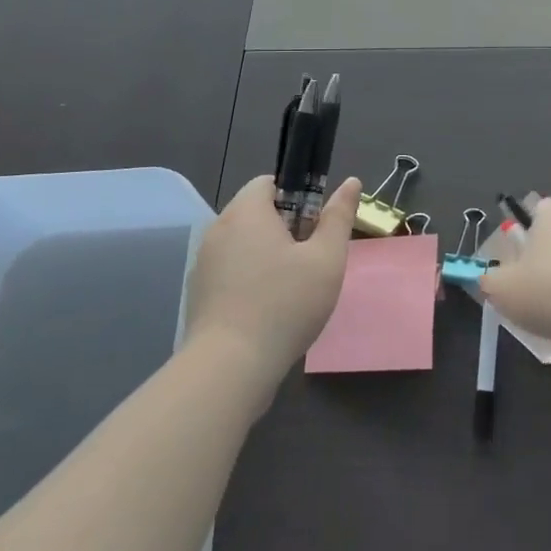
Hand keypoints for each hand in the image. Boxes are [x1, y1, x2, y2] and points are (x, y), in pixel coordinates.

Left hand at [185, 174, 361, 387]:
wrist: (229, 367)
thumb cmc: (284, 304)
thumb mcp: (326, 259)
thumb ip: (338, 217)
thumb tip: (352, 182)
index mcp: (246, 212)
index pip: (269, 183)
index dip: (298, 197)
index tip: (316, 227)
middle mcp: (218, 229)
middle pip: (256, 213)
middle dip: (285, 229)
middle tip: (311, 260)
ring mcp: (204, 263)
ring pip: (244, 244)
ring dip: (268, 256)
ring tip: (292, 288)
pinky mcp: (199, 293)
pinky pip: (230, 271)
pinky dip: (250, 280)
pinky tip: (268, 310)